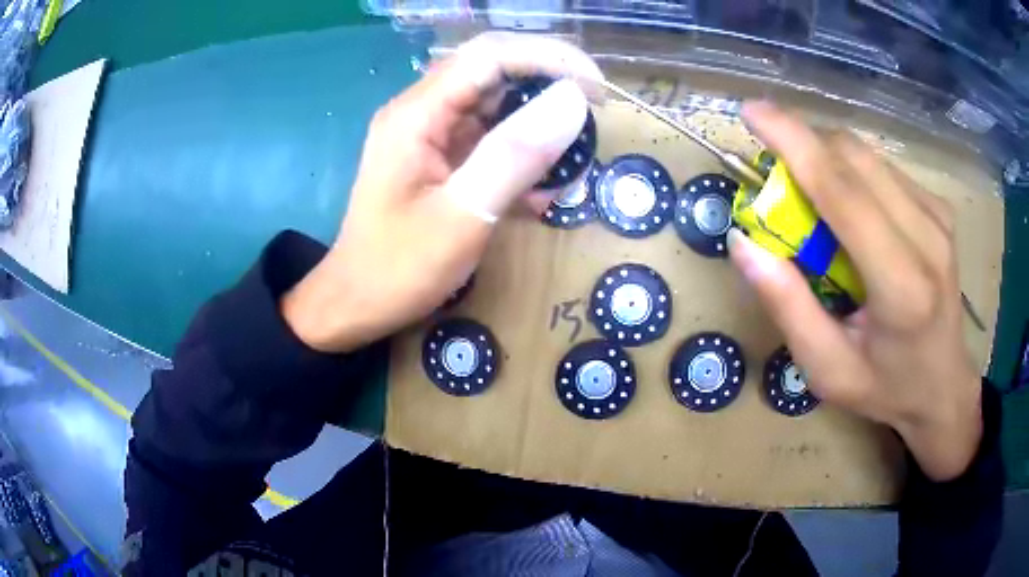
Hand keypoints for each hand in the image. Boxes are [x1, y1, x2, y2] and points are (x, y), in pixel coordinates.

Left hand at [281, 32, 602, 353]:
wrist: (356, 304)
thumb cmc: (400, 268)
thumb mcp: (463, 214)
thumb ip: (515, 155)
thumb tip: (571, 100)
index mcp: (417, 114)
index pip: (490, 56)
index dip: (549, 59)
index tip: (597, 88)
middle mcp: (421, 111)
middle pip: (492, 71)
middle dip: (548, 84)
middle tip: (594, 113)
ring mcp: (428, 134)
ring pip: (494, 104)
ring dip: (538, 123)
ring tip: (572, 157)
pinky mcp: (437, 157)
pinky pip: (487, 138)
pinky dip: (521, 154)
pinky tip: (541, 189)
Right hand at [728, 102, 981, 481]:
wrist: (944, 387)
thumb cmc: (886, 387)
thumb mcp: (827, 370)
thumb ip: (788, 307)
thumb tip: (744, 243)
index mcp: (902, 286)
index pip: (843, 192)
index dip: (794, 141)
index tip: (751, 112)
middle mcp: (928, 237)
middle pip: (854, 158)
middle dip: (805, 148)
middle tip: (777, 179)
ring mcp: (939, 217)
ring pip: (868, 156)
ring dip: (828, 160)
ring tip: (814, 202)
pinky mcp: (940, 208)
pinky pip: (884, 169)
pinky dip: (853, 174)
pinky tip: (851, 211)